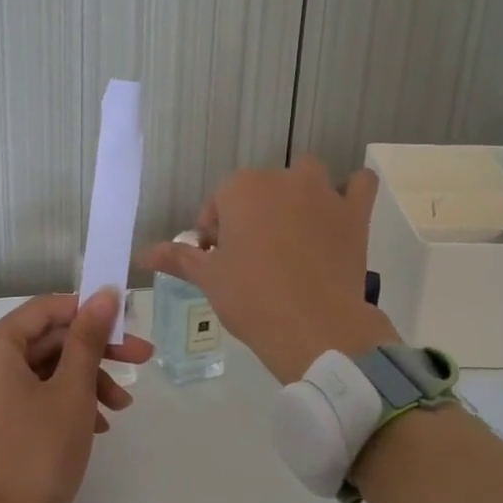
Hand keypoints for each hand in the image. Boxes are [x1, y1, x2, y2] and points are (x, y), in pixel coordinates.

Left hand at [0, 289, 152, 502]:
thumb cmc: (39, 454)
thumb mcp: (73, 392)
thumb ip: (88, 338)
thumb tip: (105, 294)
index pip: (46, 309)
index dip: (90, 311)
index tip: (128, 323)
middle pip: (45, 340)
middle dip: (95, 353)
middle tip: (141, 361)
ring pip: (41, 369)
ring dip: (84, 381)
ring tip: (120, 409)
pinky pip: (28, 393)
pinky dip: (63, 401)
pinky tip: (97, 424)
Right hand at [140, 156, 395, 383]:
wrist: (313, 327)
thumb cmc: (251, 298)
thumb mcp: (209, 278)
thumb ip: (178, 257)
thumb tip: (142, 254)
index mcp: (241, 189)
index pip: (218, 202)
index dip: (214, 231)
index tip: (217, 259)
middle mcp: (282, 179)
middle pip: (259, 188)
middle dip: (251, 213)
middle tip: (250, 255)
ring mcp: (323, 193)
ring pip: (306, 175)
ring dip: (297, 193)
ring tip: (292, 231)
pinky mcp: (355, 213)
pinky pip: (360, 184)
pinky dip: (351, 191)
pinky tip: (339, 213)